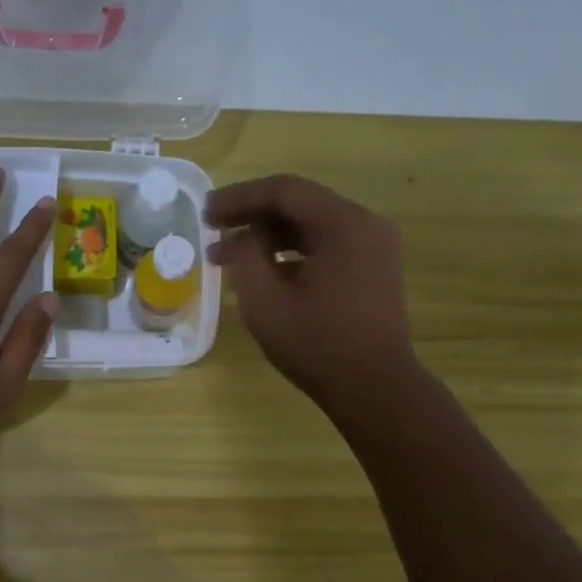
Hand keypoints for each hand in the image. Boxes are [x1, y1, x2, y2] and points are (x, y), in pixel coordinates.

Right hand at [206, 175, 418, 414]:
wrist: (376, 390)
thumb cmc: (318, 346)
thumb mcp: (266, 302)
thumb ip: (246, 257)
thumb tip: (243, 236)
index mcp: (344, 224)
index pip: (284, 191)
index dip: (239, 197)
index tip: (205, 212)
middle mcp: (365, 225)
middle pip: (300, 205)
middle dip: (252, 217)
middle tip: (212, 231)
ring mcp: (374, 247)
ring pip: (312, 227)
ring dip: (270, 238)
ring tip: (228, 256)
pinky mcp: (373, 270)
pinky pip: (326, 247)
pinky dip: (293, 254)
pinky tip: (263, 273)